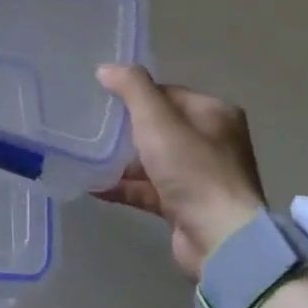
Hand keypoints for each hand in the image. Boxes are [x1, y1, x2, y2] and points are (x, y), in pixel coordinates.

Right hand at [93, 65, 265, 281]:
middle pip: (160, 126)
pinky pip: (150, 189)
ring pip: (153, 159)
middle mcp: (213, 142)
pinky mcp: (187, 206)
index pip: (168, 93)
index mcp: (214, 114)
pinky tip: (94, 185)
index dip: (136, 94)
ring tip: (87, 155)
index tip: (104, 100)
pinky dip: (125, 186)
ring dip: (122, 160)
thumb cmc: (192, 169)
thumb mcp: (157, 119)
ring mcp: (201, 177)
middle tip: (92, 126)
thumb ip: (131, 88)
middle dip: (126, 128)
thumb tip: (105, 68)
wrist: (220, 239)